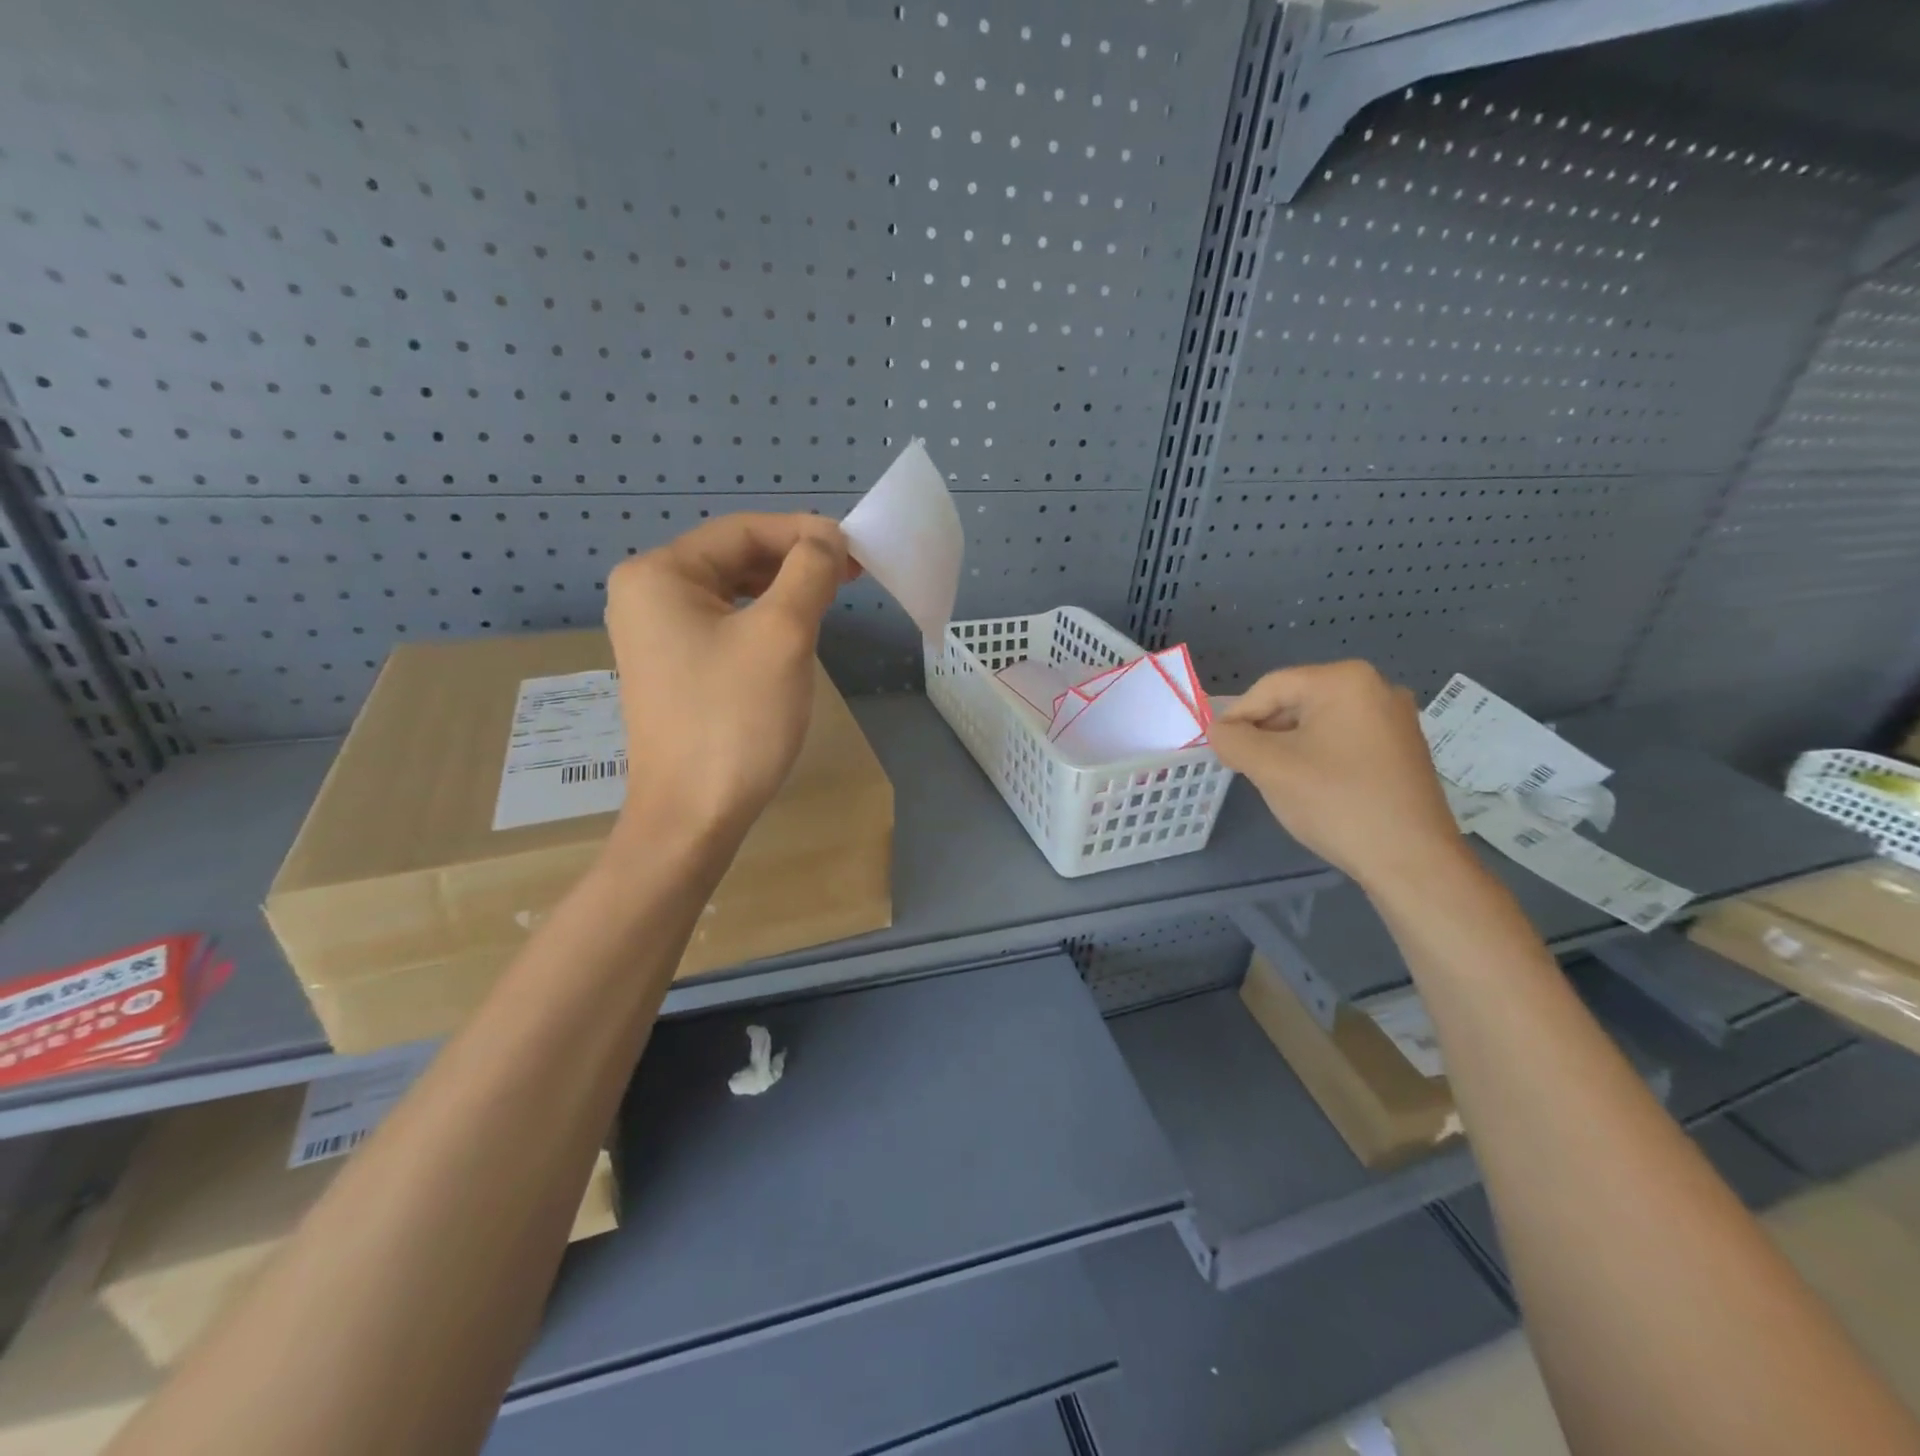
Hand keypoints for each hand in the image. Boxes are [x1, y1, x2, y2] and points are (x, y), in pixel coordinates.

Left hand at [604, 513, 854, 840]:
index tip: (856, 549)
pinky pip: (723, 624)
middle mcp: (646, 594)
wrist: (693, 816)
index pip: (742, 530)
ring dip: (782, 589)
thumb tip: (826, 538)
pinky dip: (762, 619)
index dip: (804, 533)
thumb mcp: (783, 634)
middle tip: (851, 574)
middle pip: (733, 557)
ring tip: (830, 597)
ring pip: (731, 592)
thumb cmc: (736, 719)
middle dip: (794, 561)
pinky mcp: (671, 667)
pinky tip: (794, 631)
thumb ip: (809, 571)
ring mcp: (654, 634)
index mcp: (659, 574)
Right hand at [1209, 661, 1469, 890]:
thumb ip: (1233, 741)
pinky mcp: (1402, 748)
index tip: (1220, 750)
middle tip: (1247, 768)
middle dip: (1265, 733)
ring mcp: (1394, 719)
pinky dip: (1317, 757)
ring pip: (1318, 723)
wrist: (1411, 860)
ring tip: (1278, 781)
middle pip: (1296, 701)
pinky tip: (1312, 788)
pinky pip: (1343, 740)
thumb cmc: (1337, 803)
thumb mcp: (1270, 768)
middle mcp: (1376, 688)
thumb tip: (1219, 731)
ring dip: (1289, 747)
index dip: (1237, 717)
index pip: (1270, 687)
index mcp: (1345, 680)